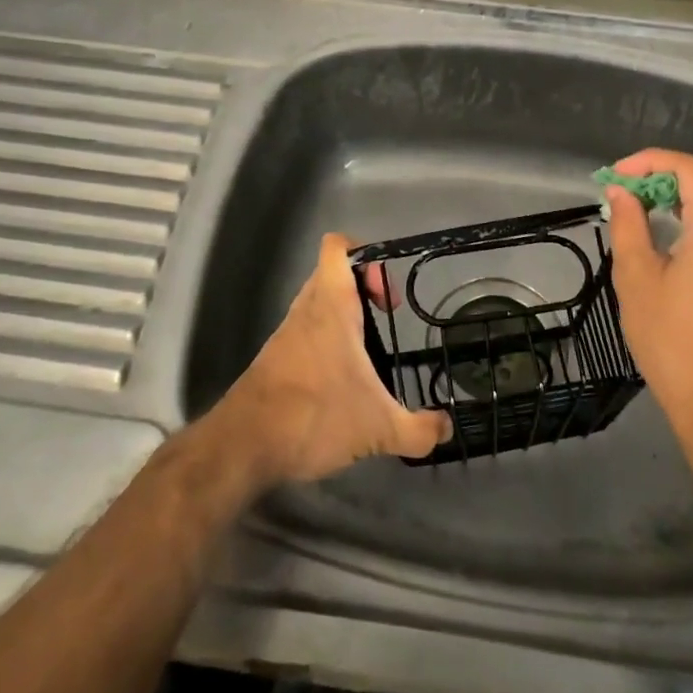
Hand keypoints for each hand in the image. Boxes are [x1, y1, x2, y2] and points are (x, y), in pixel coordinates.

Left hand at [213, 234, 451, 483]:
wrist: (245, 446)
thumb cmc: (315, 416)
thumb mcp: (379, 429)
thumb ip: (419, 430)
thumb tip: (447, 429)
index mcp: (331, 304)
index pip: (337, 246)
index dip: (365, 254)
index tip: (387, 292)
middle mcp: (307, 309)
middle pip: (332, 273)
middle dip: (363, 287)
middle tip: (385, 318)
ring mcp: (287, 333)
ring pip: (318, 303)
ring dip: (344, 315)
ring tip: (368, 352)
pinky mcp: (275, 358)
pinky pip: (306, 331)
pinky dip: (326, 341)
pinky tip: (342, 381)